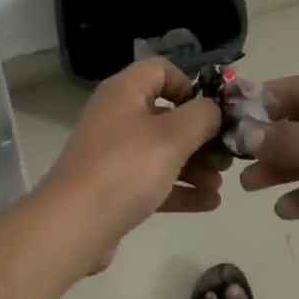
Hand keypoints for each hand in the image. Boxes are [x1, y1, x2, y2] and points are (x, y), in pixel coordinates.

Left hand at [37, 59, 224, 275]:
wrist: (72, 227)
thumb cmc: (125, 168)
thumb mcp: (173, 136)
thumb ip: (202, 116)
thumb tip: (213, 110)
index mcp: (125, 92)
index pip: (161, 70)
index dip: (190, 85)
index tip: (212, 112)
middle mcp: (117, 116)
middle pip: (167, 114)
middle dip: (201, 135)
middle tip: (226, 155)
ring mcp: (114, 154)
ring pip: (163, 150)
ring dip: (195, 164)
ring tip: (221, 183)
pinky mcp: (114, 188)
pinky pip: (154, 180)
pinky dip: (180, 187)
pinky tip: (209, 203)